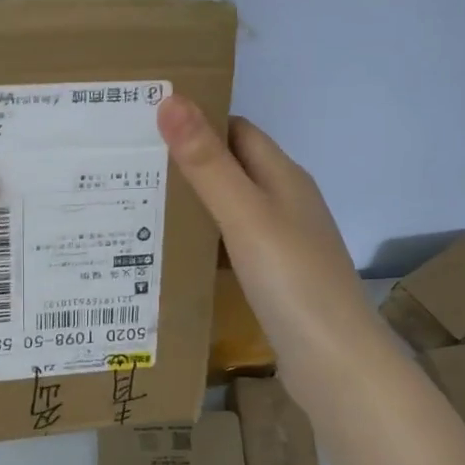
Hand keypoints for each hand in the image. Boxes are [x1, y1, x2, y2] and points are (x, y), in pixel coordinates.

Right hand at [156, 94, 382, 411]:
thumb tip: (171, 100)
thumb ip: (207, 162)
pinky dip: (203, 241)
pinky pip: (231, 244)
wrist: (336, 364)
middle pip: (232, 168)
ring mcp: (283, 243)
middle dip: (186, 162)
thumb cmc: (292, 280)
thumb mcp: (244, 215)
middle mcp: (286, 203)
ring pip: (229, 208)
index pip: (237, 130)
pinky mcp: (275, 278)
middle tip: (128, 164)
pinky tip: (171, 252)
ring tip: (136, 203)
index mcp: (284, 177)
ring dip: (192, 203)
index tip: (145, 122)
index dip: (197, 120)